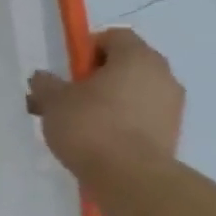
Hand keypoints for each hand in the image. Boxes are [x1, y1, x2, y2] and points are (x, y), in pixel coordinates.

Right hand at [26, 27, 184, 179]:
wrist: (131, 179)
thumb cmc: (90, 126)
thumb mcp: (54, 100)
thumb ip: (46, 83)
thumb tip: (44, 78)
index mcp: (137, 57)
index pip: (114, 36)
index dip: (87, 47)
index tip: (68, 70)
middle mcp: (162, 75)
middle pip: (126, 64)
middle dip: (96, 75)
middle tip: (68, 95)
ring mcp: (171, 106)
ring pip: (133, 91)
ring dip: (108, 99)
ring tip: (78, 122)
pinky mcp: (172, 133)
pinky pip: (141, 115)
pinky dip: (121, 120)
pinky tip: (96, 139)